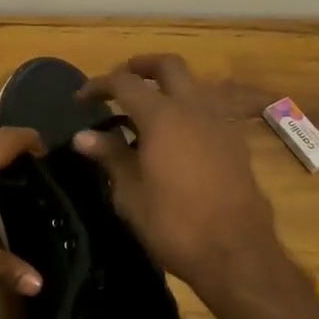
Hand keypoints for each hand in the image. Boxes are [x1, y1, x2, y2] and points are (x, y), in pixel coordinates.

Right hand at [74, 54, 283, 303]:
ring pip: (194, 83)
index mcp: (162, 116)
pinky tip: (178, 132)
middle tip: (120, 80)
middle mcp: (194, 107)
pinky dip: (189, 106)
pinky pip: (210, 107)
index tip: (81, 99)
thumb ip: (110, 156)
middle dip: (141, 66)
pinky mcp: (237, 140)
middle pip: (168, 65)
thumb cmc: (175, 225)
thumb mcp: (131, 194)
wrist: (237, 253)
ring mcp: (221, 121)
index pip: (124, 83)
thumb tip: (83, 136)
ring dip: (169, 84)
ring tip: (148, 106)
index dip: (99, 85)